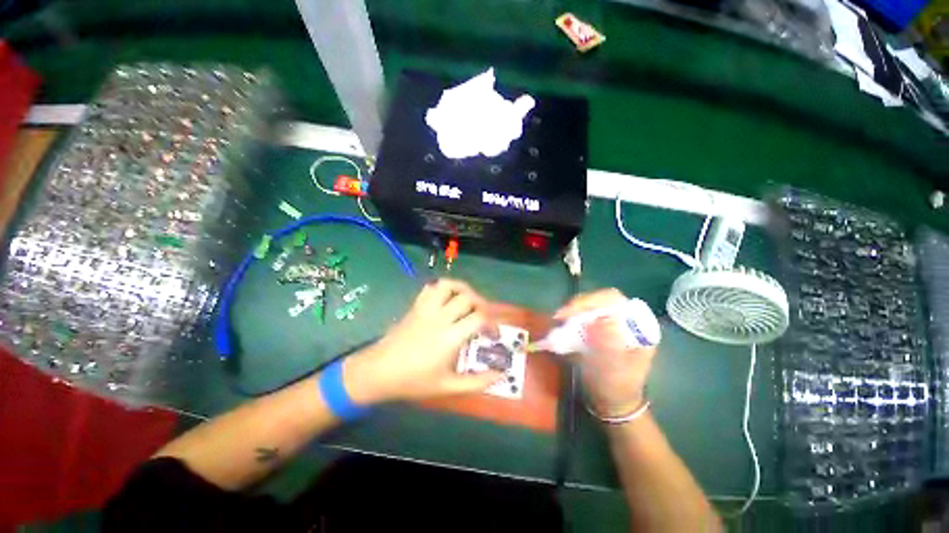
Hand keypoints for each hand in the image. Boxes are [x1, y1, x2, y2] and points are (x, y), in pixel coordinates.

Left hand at [344, 279, 502, 403]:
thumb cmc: (413, 381)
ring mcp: (426, 309)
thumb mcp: (447, 386)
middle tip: (483, 318)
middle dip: (482, 305)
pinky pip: (432, 287)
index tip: (493, 335)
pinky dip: (444, 288)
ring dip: (464, 290)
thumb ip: (476, 382)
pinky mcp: (416, 306)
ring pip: (449, 286)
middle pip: (468, 298)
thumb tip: (500, 375)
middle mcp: (440, 317)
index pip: (479, 317)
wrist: (378, 372)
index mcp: (450, 337)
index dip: (492, 323)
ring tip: (469, 302)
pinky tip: (448, 300)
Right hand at [554, 288, 656, 417]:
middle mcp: (624, 319)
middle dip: (578, 305)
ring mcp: (610, 322)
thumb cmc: (618, 387)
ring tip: (558, 320)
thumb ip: (610, 347)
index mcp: (637, 326)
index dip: (592, 301)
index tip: (571, 311)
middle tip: (559, 316)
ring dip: (572, 310)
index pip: (614, 300)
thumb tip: (599, 321)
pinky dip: (570, 318)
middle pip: (599, 299)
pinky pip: (582, 315)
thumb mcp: (616, 370)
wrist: (613, 401)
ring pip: (588, 305)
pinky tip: (561, 325)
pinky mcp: (597, 328)